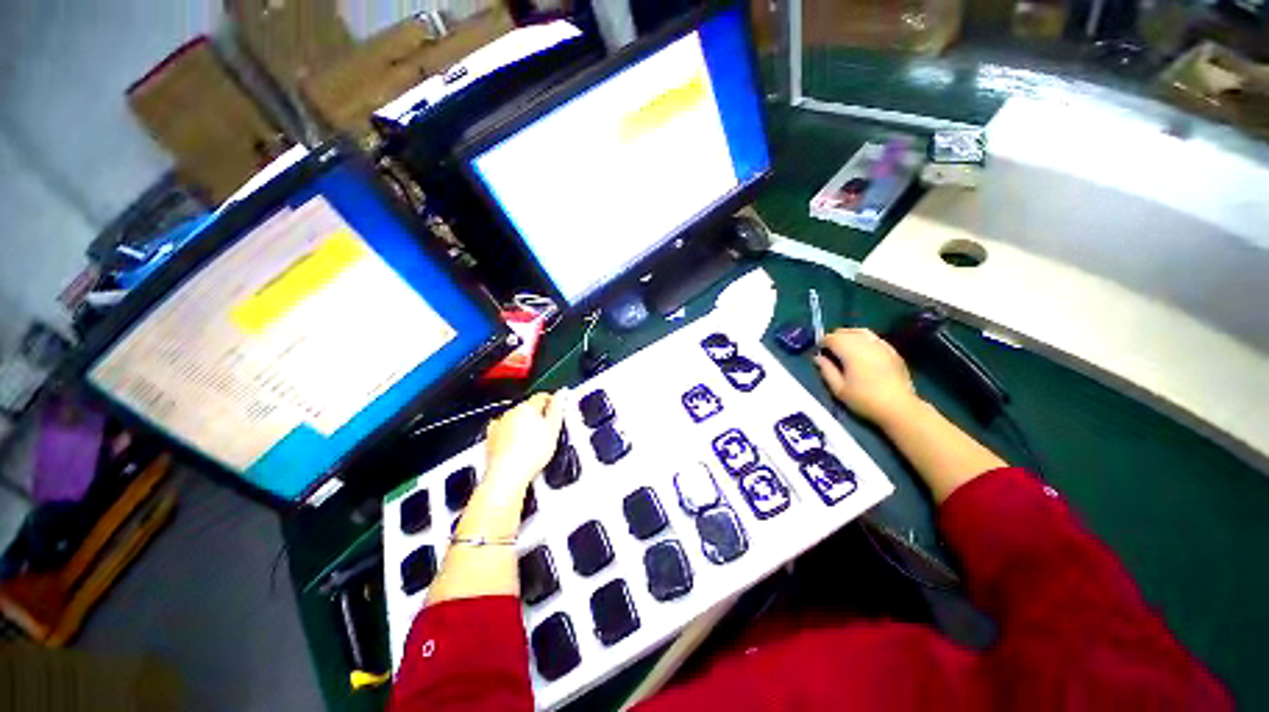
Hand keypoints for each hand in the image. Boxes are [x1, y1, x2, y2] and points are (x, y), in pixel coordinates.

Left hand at [483, 391, 567, 495]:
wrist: (507, 476)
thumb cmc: (531, 454)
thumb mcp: (552, 429)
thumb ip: (557, 409)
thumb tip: (560, 395)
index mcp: (526, 407)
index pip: (542, 397)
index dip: (552, 402)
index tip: (557, 410)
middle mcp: (510, 412)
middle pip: (528, 408)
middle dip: (538, 415)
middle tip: (548, 430)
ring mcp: (498, 425)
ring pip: (515, 419)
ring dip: (524, 425)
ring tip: (533, 442)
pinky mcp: (491, 438)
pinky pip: (504, 431)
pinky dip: (511, 435)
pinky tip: (517, 446)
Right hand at [814, 328, 922, 426]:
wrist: (899, 407)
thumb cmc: (864, 399)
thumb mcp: (838, 389)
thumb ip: (826, 370)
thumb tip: (817, 357)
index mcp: (850, 351)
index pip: (831, 338)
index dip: (821, 343)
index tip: (818, 352)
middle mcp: (865, 343)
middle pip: (845, 332)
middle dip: (834, 338)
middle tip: (830, 351)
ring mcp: (881, 345)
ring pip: (860, 332)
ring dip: (849, 337)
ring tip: (845, 349)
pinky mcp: (892, 350)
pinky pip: (873, 338)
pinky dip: (863, 340)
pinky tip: (862, 352)